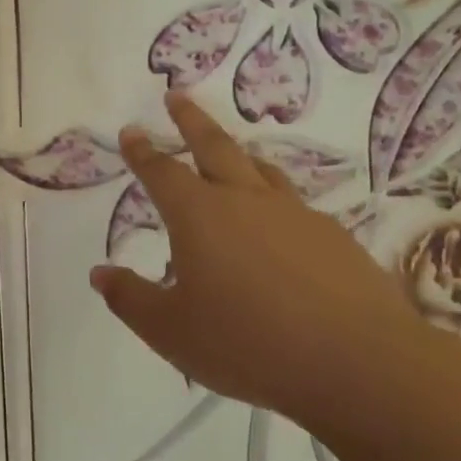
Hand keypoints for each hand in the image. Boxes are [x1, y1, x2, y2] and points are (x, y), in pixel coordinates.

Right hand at [89, 92, 422, 423]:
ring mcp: (296, 215)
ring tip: (232, 152)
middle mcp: (245, 201)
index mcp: (199, 215)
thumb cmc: (249, 344)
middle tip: (177, 96)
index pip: (162, 172)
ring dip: (239, 154)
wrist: (360, 364)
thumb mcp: (171, 331)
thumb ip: (131, 299)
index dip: (142, 151)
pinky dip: (276, 202)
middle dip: (190, 120)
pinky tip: (281, 228)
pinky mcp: (335, 238)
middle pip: (214, 146)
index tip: (131, 130)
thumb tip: (100, 273)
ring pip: (260, 170)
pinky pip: (295, 206)